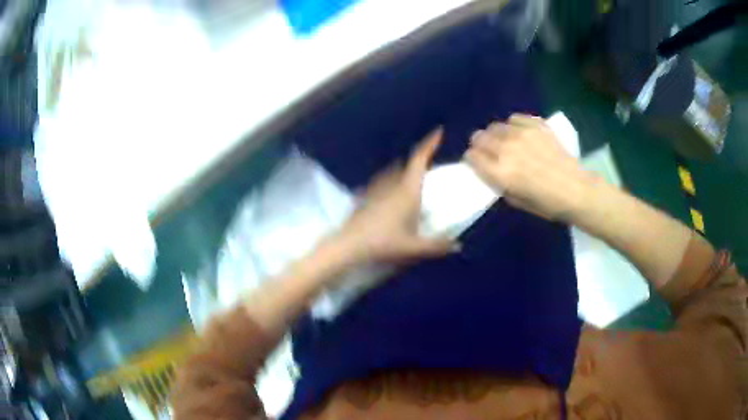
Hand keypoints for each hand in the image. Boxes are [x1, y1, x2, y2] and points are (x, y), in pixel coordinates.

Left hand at [336, 128, 457, 263]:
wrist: (349, 245)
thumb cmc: (383, 242)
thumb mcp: (413, 247)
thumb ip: (436, 245)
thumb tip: (458, 246)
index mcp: (407, 191)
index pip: (419, 160)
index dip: (429, 144)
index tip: (438, 131)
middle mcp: (391, 183)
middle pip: (406, 164)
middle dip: (419, 161)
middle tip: (430, 167)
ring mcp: (375, 188)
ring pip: (393, 172)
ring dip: (404, 171)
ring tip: (412, 182)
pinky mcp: (364, 196)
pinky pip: (381, 183)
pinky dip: (390, 183)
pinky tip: (390, 198)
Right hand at [464, 114, 596, 220]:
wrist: (576, 189)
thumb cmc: (547, 203)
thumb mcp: (516, 200)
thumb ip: (499, 183)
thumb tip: (491, 171)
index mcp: (500, 172)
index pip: (471, 156)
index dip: (472, 159)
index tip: (477, 163)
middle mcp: (506, 149)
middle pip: (479, 137)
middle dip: (480, 145)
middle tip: (490, 152)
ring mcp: (522, 134)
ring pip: (495, 126)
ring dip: (496, 135)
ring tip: (507, 142)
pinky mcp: (536, 125)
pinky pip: (514, 118)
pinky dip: (514, 126)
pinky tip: (521, 134)